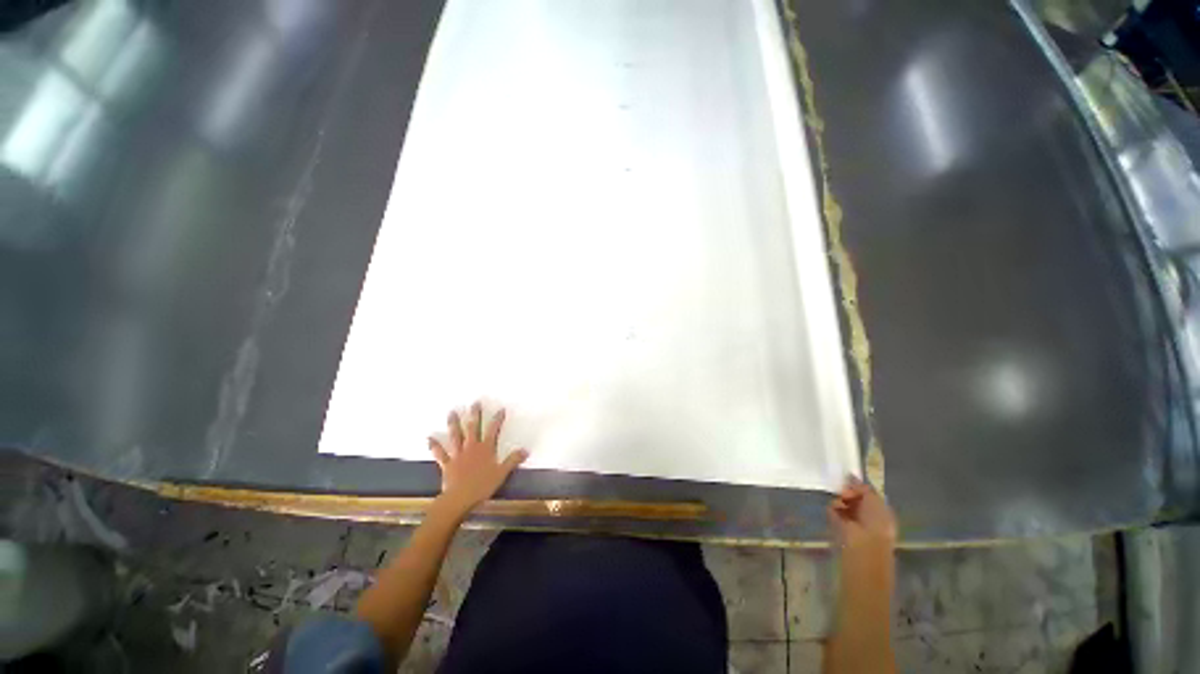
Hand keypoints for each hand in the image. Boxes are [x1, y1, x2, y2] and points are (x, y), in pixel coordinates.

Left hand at [429, 403, 527, 516]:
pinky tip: (429, 438)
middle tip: (474, 403)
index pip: (493, 430)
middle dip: (474, 415)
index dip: (497, 419)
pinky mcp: (447, 463)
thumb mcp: (502, 473)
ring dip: (454, 424)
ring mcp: (458, 454)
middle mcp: (472, 447)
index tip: (500, 409)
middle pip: (473, 427)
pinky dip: (434, 446)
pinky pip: (440, 453)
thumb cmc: (482, 486)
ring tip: (452, 412)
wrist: (460, 498)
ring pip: (456, 436)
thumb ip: (513, 460)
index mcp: (486, 448)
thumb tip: (525, 450)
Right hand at [828, 476, 895, 552]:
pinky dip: (834, 506)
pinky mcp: (836, 523)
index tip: (852, 480)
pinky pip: (833, 508)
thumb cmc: (876, 521)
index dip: (860, 487)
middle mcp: (866, 515)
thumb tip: (851, 477)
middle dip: (849, 491)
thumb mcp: (875, 499)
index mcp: (880, 511)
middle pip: (854, 497)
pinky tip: (837, 506)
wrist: (864, 544)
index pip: (867, 495)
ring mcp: (851, 520)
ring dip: (841, 498)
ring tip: (842, 499)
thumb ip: (863, 487)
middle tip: (846, 490)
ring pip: (843, 501)